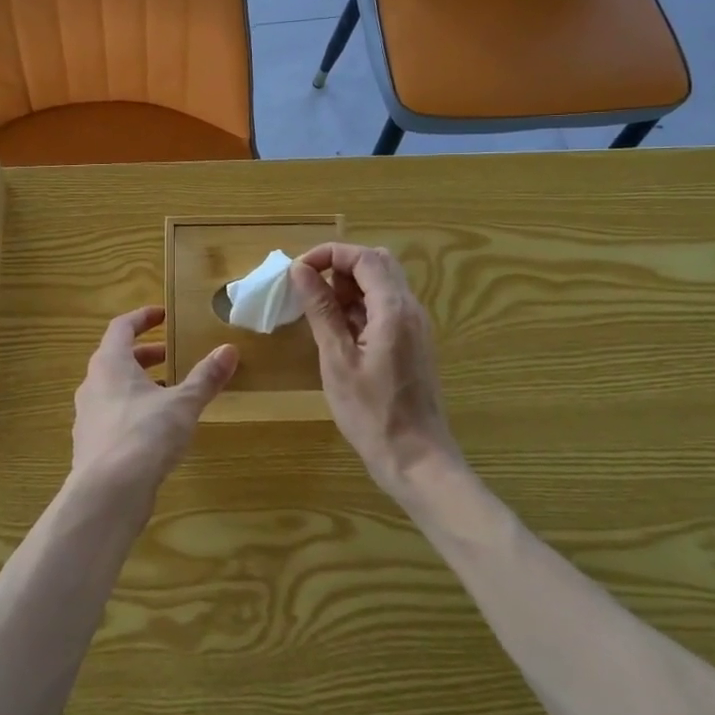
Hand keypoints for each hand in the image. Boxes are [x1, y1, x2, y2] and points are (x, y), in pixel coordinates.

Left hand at [70, 305, 237, 494]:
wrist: (107, 494)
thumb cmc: (144, 435)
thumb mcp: (183, 404)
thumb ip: (205, 377)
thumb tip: (229, 349)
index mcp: (110, 363)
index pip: (121, 327)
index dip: (142, 318)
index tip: (163, 315)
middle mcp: (92, 384)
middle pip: (116, 358)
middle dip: (145, 354)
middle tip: (171, 355)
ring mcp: (88, 416)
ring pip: (113, 389)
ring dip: (139, 384)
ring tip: (169, 393)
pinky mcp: (91, 445)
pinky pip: (112, 416)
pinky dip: (132, 411)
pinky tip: (155, 429)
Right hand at [287, 244, 459, 497]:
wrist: (416, 460)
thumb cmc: (372, 413)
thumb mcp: (337, 359)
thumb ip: (321, 310)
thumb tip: (301, 270)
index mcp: (394, 309)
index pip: (364, 257)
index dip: (329, 254)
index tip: (298, 271)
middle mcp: (410, 309)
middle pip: (377, 264)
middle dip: (340, 267)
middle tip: (310, 289)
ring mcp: (415, 326)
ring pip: (383, 285)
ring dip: (350, 287)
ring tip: (319, 313)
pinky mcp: (413, 343)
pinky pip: (386, 307)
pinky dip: (360, 307)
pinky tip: (339, 333)